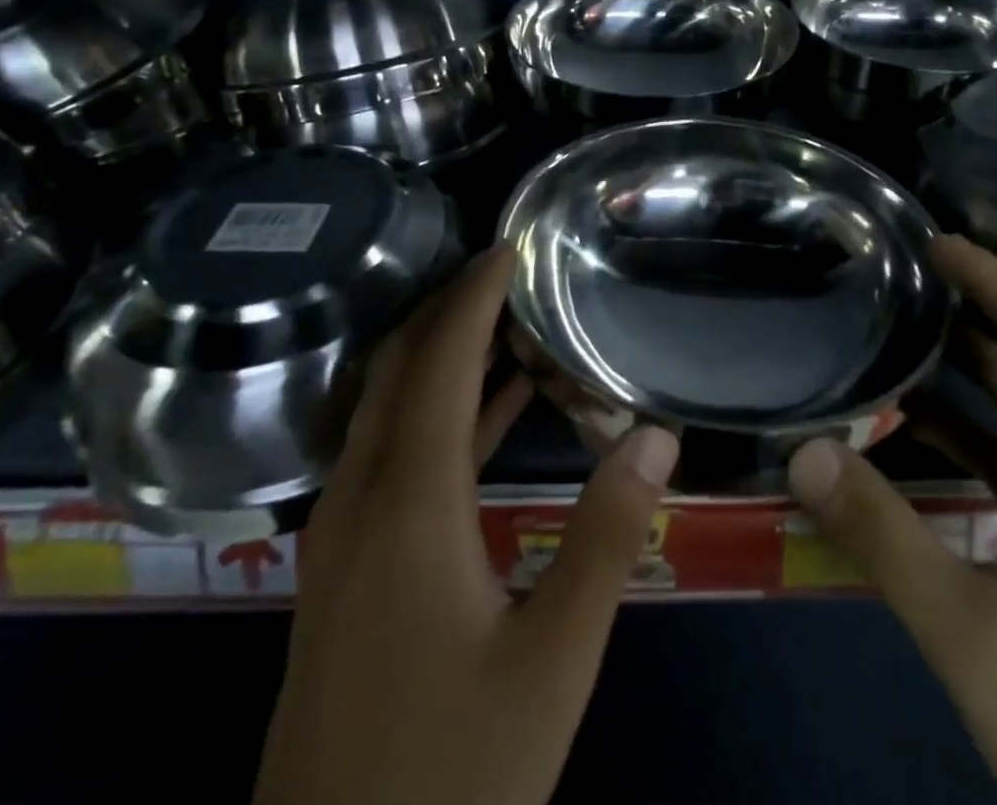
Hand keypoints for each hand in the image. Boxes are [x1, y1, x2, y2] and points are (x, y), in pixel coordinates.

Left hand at [253, 247, 680, 804]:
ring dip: (440, 356)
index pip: (436, 362)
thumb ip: (606, 540)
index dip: (473, 296)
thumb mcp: (552, 662)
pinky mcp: (343, 568)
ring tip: (508, 321)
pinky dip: (436, 413)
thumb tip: (656, 436)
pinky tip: (490, 411)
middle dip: (448, 308)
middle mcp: (359, 500)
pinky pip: (389, 453)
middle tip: (510, 270)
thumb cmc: (451, 773)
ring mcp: (340, 536)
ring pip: (386, 408)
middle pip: (396, 368)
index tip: (510, 245)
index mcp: (406, 504)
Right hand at [785, 234, 996, 804]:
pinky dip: (980, 429)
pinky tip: (924, 433)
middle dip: (983, 308)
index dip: (996, 279)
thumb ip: (881, 533)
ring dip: (980, 366)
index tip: (937, 244)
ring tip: (907, 334)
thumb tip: (805, 449)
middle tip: (909, 277)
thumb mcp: (967, 631)